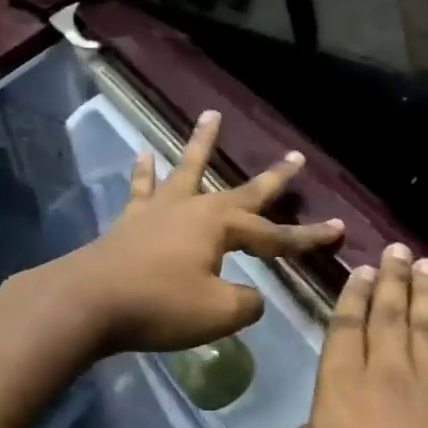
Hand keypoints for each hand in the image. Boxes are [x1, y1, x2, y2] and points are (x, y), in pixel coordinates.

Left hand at [59, 110, 344, 355]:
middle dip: (272, 178)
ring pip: (187, 170)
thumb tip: (251, 297)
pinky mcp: (129, 223)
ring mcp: (158, 211)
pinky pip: (141, 189)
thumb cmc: (159, 305)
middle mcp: (193, 208)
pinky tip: (143, 153)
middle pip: (241, 191)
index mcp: (220, 226)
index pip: (276, 234)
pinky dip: (143, 172)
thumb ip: (246, 303)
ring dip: (201, 143)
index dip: (309, 237)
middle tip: (295, 156)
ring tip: (210, 114)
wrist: (88, 303)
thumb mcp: (218, 312)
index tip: (340, 230)